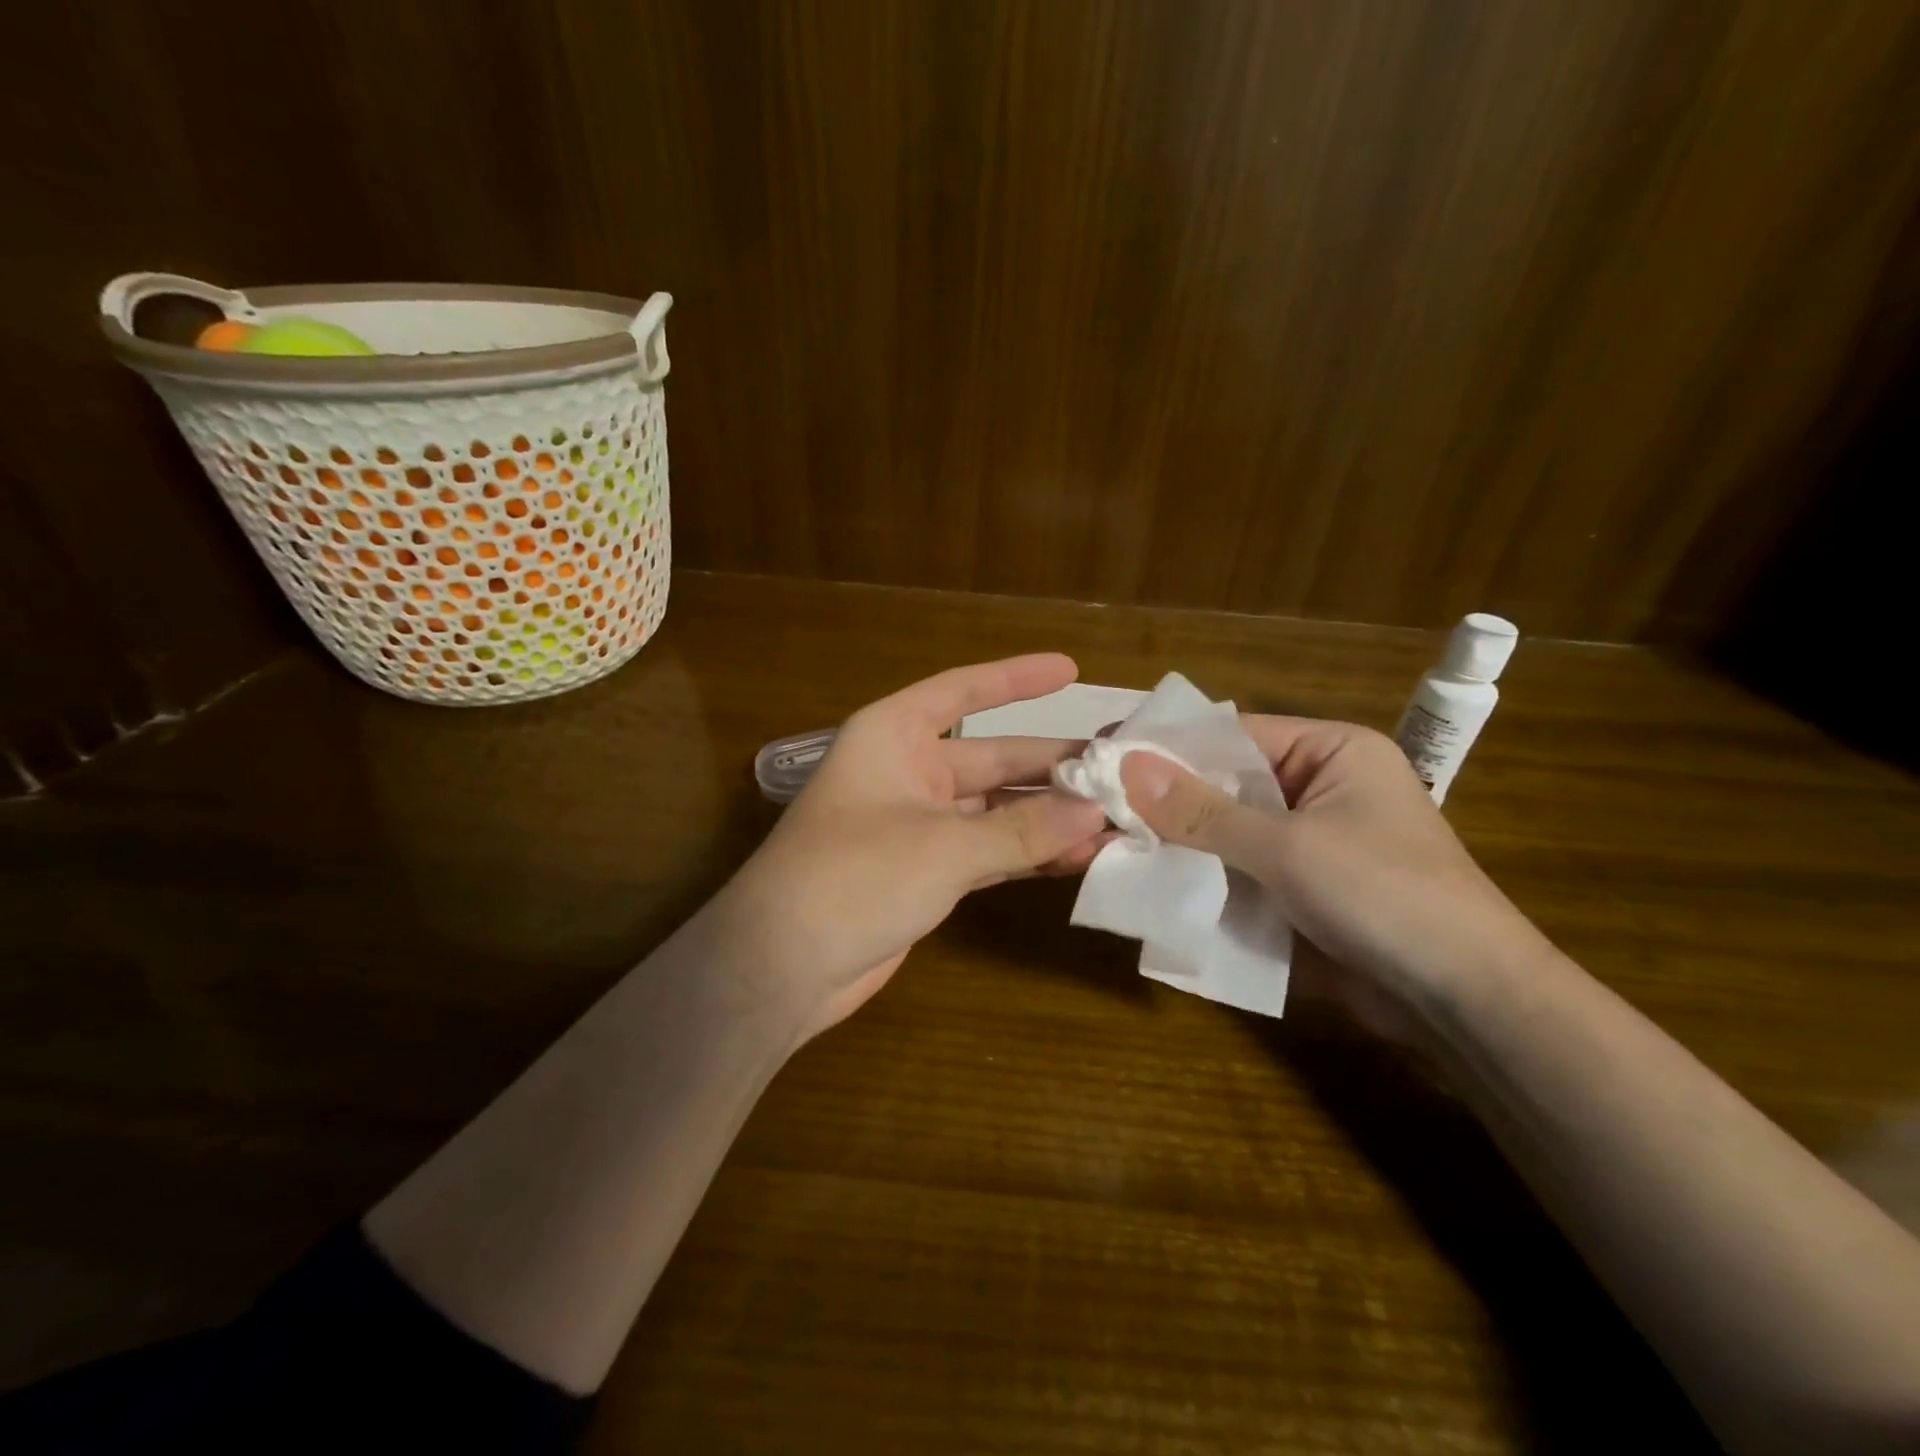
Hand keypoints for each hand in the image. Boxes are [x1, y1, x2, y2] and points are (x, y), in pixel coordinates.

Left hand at [720, 654, 1111, 1038]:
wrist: (781, 966)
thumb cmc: (853, 876)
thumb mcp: (943, 846)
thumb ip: (1022, 830)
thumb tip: (1096, 813)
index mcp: (894, 736)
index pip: (963, 692)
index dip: (1016, 678)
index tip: (1071, 670)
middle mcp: (907, 771)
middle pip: (993, 758)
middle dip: (1052, 766)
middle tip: (1120, 770)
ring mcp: (917, 825)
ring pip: (996, 810)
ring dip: (1048, 817)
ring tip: (1116, 820)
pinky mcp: (926, 873)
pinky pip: (989, 850)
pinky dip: (1027, 854)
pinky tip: (1078, 858)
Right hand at [1118, 718, 1546, 1003]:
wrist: (1465, 1005)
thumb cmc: (1386, 897)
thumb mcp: (1286, 847)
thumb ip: (1202, 811)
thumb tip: (1124, 766)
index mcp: (1331, 751)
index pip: (1231, 733)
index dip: (1167, 745)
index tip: (1103, 755)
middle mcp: (1317, 786)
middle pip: (1224, 782)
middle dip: (1165, 799)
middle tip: (1093, 805)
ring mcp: (1307, 840)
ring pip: (1224, 830)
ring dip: (1176, 841)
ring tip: (1106, 843)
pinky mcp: (1298, 888)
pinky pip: (1236, 868)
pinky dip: (1200, 874)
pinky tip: (1149, 880)